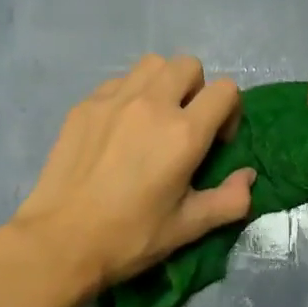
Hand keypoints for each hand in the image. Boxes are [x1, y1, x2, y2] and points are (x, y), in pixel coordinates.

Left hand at [3, 55, 253, 294]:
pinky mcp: (86, 104)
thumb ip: (228, 200)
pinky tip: (119, 128)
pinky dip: (129, 95)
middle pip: (188, 65)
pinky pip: (118, 81)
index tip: (215, 142)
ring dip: (162, 83)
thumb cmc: (129, 237)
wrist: (59, 242)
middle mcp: (152, 104)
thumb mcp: (188, 227)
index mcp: (183, 133)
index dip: (229, 112)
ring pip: (152, 64)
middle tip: (184, 124)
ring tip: (153, 118)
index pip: (225, 90)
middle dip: (196, 89)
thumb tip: (248, 177)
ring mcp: (115, 99)